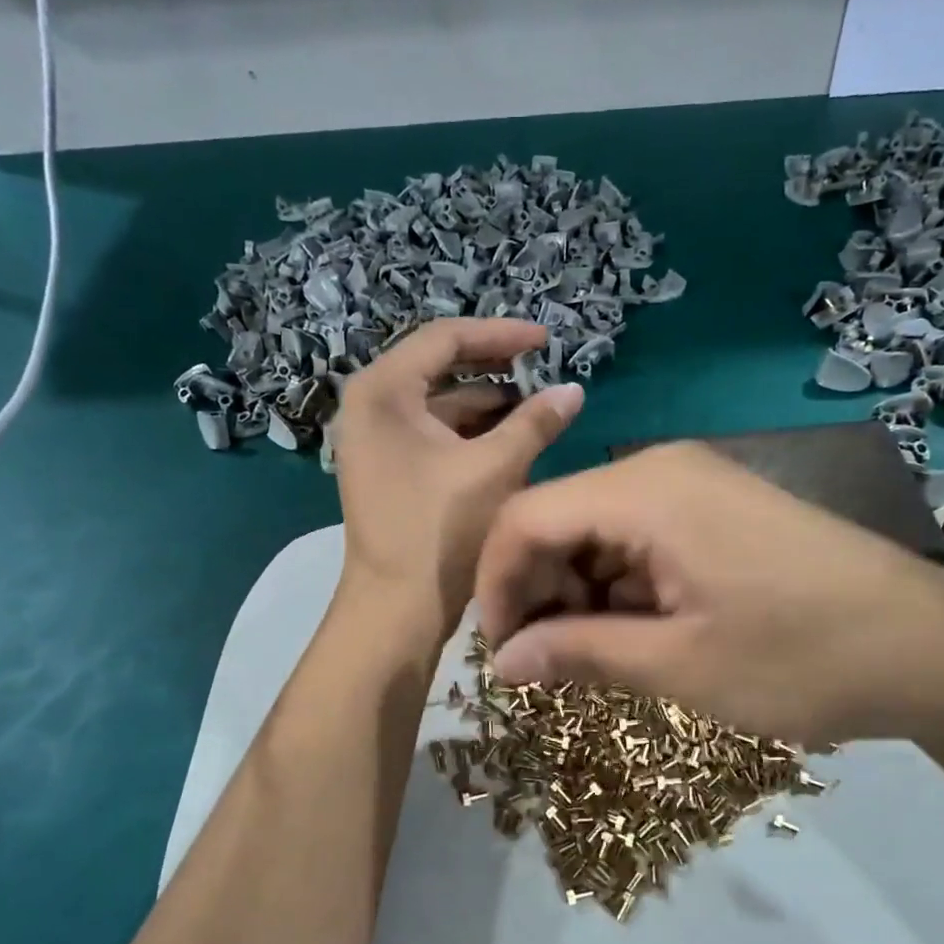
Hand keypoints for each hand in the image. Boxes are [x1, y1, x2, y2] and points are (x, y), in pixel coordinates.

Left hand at [332, 319, 583, 625]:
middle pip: (439, 366)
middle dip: (495, 367)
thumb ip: (535, 422)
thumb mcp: (495, 468)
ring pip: (439, 403)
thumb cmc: (439, 531)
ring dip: (487, 403)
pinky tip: (510, 438)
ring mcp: (374, 438)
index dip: (501, 335)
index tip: (547, 340)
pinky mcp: (387, 466)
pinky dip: (470, 432)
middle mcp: (369, 405)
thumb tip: (573, 390)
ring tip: (537, 406)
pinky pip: (432, 432)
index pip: (445, 338)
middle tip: (542, 367)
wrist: (396, 608)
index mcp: (382, 391)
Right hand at [474, 441, 943, 748]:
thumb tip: (499, 664)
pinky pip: (638, 537)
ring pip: (595, 531)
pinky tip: (640, 633)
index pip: (524, 517)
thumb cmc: (801, 657)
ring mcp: (694, 485)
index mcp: (643, 490)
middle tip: (545, 665)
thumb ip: (577, 654)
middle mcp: (660, 469)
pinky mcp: (717, 509)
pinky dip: (620, 585)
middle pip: (557, 519)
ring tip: (595, 658)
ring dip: (578, 593)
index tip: (498, 653)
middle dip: (537, 591)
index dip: (495, 584)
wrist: (933, 648)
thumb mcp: (679, 664)